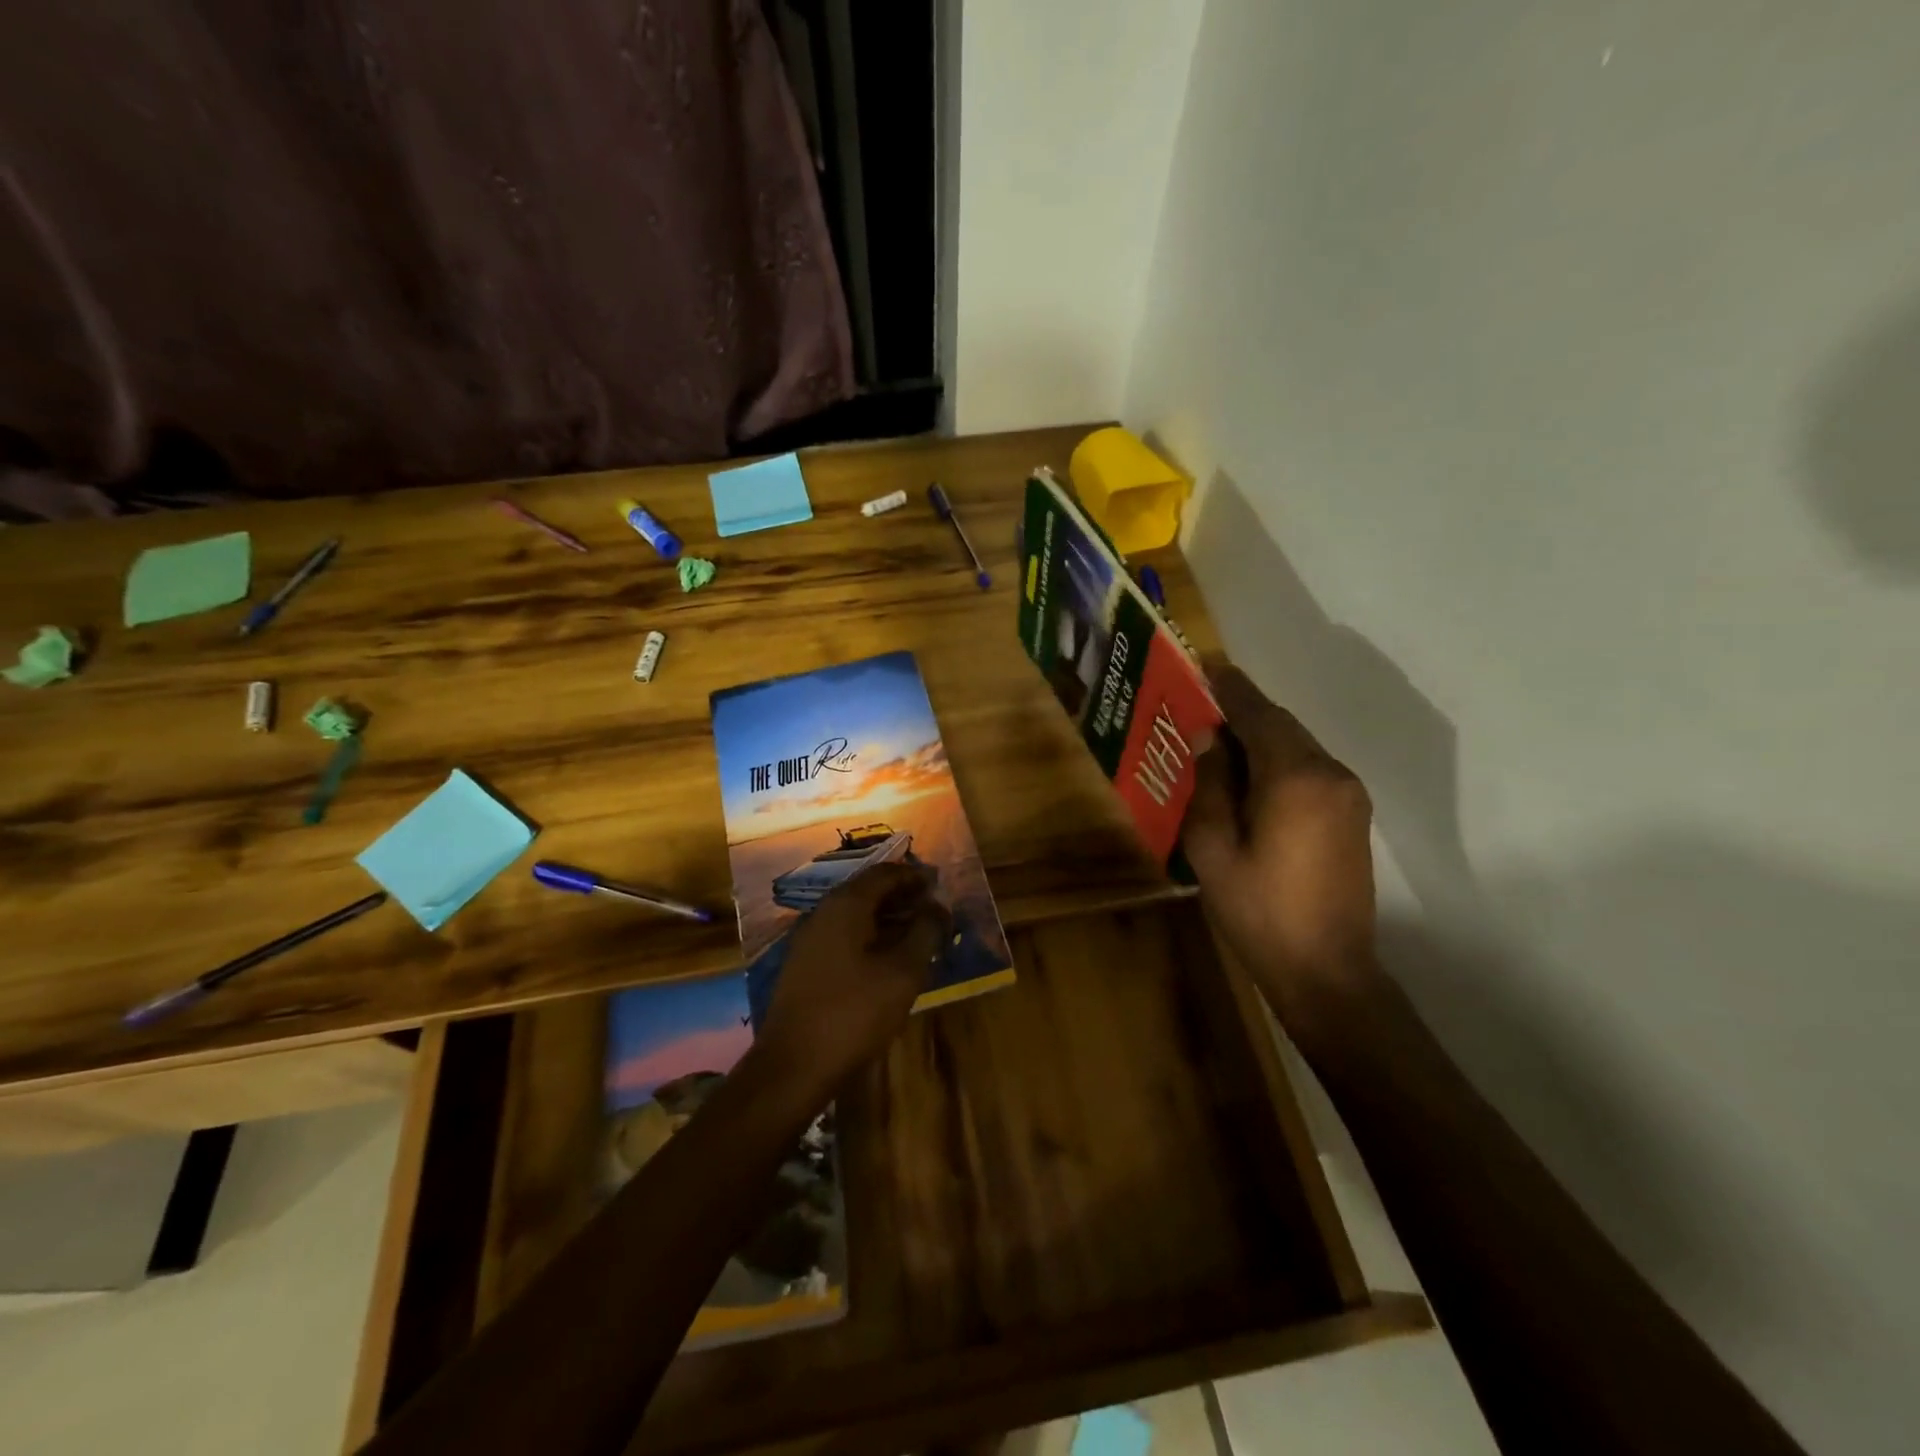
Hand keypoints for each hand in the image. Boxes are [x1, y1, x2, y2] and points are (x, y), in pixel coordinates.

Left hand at [751, 862, 948, 1098]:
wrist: (793, 1066)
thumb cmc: (854, 1013)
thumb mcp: (903, 972)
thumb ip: (925, 932)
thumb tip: (939, 905)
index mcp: (846, 904)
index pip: (885, 873)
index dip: (915, 876)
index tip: (941, 885)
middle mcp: (824, 912)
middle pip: (869, 891)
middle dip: (903, 897)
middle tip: (934, 912)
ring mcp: (810, 939)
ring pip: (856, 916)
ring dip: (888, 919)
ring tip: (919, 936)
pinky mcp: (805, 965)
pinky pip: (844, 937)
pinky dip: (871, 938)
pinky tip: (889, 961)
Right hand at [1182, 666, 1380, 1021]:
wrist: (1327, 971)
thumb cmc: (1258, 911)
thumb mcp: (1213, 848)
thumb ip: (1210, 785)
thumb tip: (1208, 737)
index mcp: (1295, 778)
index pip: (1259, 715)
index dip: (1230, 688)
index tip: (1205, 666)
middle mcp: (1330, 774)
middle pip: (1282, 726)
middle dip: (1243, 712)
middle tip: (1203, 704)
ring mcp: (1349, 795)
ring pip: (1298, 746)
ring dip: (1261, 737)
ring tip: (1219, 741)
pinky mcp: (1353, 816)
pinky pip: (1310, 769)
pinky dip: (1279, 760)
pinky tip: (1251, 777)